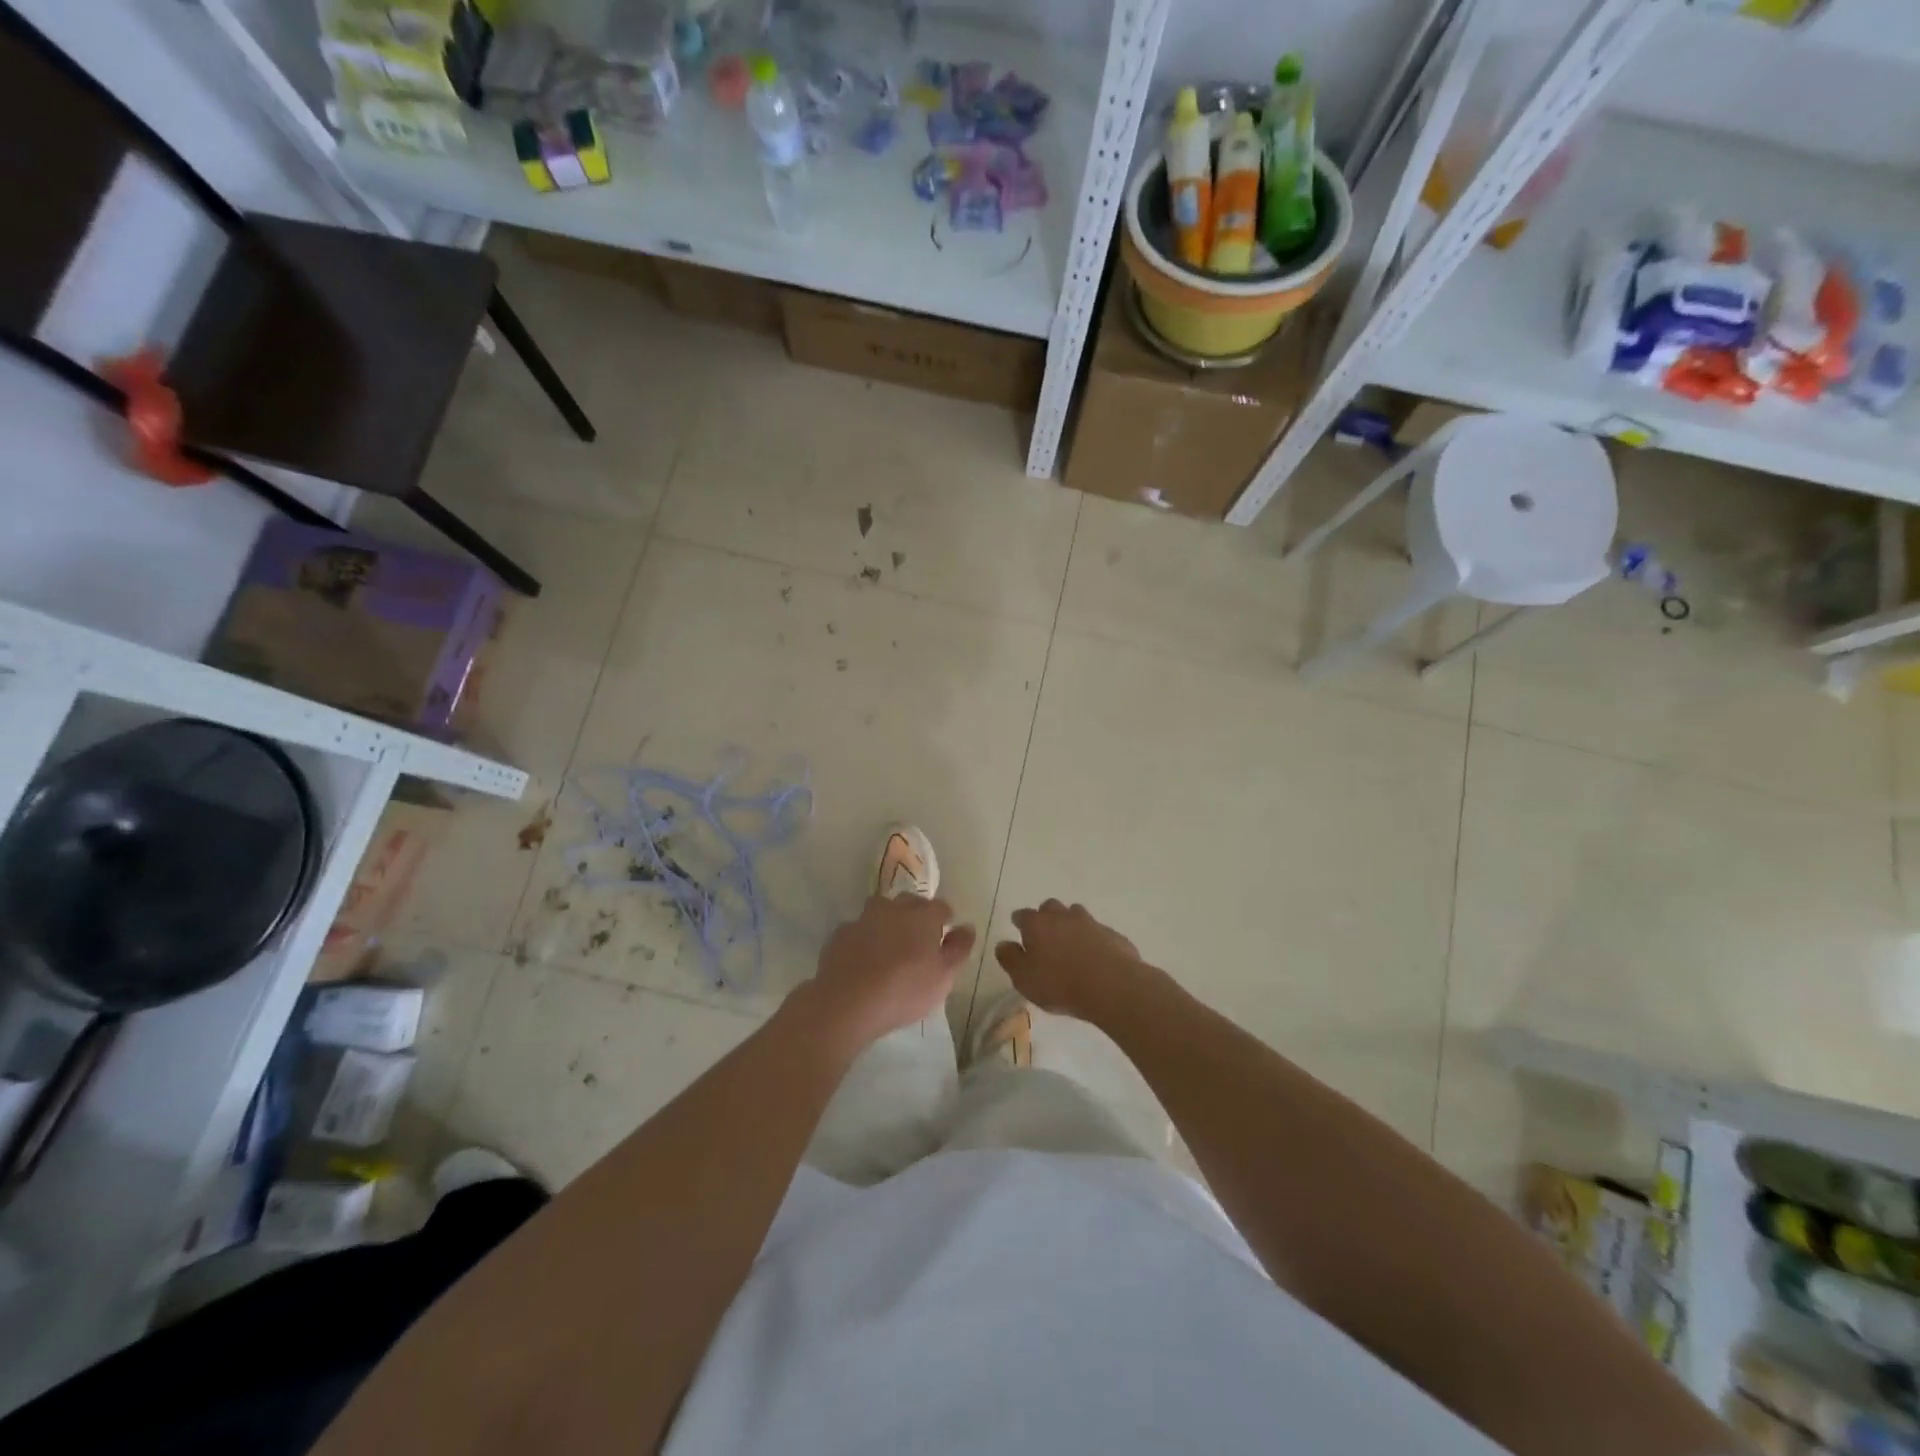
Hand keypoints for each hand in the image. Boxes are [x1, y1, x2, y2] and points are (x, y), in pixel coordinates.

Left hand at [804, 895, 976, 1051]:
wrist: (847, 1001)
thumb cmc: (904, 989)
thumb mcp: (943, 976)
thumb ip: (958, 949)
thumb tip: (967, 927)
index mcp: (923, 916)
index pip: (941, 907)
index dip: (945, 919)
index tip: (945, 936)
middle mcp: (893, 908)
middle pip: (910, 902)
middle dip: (917, 915)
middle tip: (919, 940)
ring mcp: (863, 918)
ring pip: (881, 911)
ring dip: (888, 922)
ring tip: (890, 947)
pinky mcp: (840, 934)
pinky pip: (859, 930)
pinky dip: (865, 938)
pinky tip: (864, 959)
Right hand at [994, 900, 1157, 1022]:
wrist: (1111, 986)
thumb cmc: (1059, 983)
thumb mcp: (1024, 978)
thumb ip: (1010, 959)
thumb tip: (1003, 944)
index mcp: (1037, 924)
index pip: (1022, 915)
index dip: (1019, 922)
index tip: (1018, 930)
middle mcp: (1063, 916)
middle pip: (1051, 908)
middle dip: (1046, 917)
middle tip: (1045, 937)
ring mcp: (1091, 922)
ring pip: (1076, 915)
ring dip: (1071, 925)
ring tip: (1070, 946)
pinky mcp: (1112, 935)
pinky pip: (1098, 932)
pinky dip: (1093, 940)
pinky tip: (1095, 958)